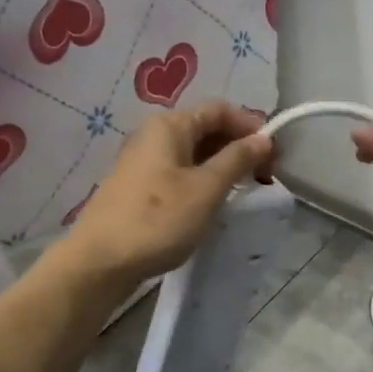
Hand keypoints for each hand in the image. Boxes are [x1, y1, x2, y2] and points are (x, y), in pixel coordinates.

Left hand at [55, 99, 272, 288]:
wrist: (99, 262)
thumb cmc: (158, 219)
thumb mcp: (206, 188)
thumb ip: (237, 159)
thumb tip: (263, 138)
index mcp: (169, 125)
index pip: (220, 109)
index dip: (250, 127)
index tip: (272, 158)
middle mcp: (153, 135)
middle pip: (205, 128)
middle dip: (238, 148)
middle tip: (262, 179)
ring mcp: (142, 162)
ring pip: (192, 153)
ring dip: (221, 167)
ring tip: (240, 193)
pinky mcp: (138, 187)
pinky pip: (178, 172)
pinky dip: (201, 181)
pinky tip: (210, 205)